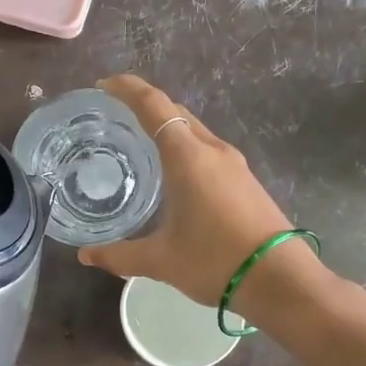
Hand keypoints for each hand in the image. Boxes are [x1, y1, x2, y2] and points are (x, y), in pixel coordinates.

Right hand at [76, 75, 321, 313]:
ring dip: (168, 127)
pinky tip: (175, 173)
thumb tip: (86, 255)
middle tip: (115, 114)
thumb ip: (119, 255)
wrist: (279, 280)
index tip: (103, 85)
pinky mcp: (246, 181)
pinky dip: (185, 148)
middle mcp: (212, 150)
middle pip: (176, 112)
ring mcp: (234, 164)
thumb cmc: (214, 262)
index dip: (127, 89)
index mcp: (187, 157)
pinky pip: (208, 150)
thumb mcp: (160, 261)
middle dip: (145, 105)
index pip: (153, 105)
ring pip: (194, 131)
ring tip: (141, 142)